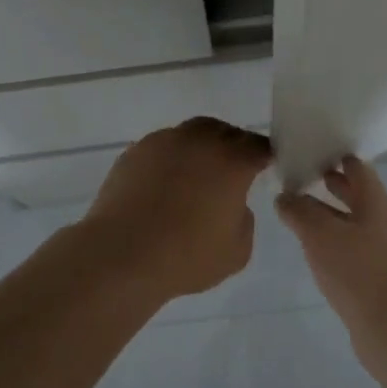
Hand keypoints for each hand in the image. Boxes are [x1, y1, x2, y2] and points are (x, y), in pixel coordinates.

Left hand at [84, 118, 272, 299]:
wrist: (122, 254)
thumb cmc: (186, 256)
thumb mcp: (237, 251)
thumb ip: (244, 220)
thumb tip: (232, 203)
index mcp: (231, 161)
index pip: (258, 147)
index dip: (264, 156)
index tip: (264, 167)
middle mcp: (199, 141)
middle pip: (224, 131)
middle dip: (232, 145)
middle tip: (231, 168)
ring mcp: (163, 142)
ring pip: (190, 134)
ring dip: (199, 148)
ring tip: (195, 175)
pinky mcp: (135, 151)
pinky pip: (162, 147)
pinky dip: (170, 159)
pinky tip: (164, 183)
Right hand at [275, 157, 386, 334]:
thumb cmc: (358, 271)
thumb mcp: (320, 235)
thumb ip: (299, 211)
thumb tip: (284, 196)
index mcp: (375, 202)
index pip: (357, 167)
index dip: (335, 154)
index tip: (309, 147)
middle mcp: (380, 221)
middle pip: (355, 192)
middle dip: (329, 181)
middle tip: (298, 172)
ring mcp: (379, 249)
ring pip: (349, 220)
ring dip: (326, 211)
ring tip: (295, 206)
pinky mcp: (372, 275)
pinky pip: (348, 246)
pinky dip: (329, 237)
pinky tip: (310, 245)